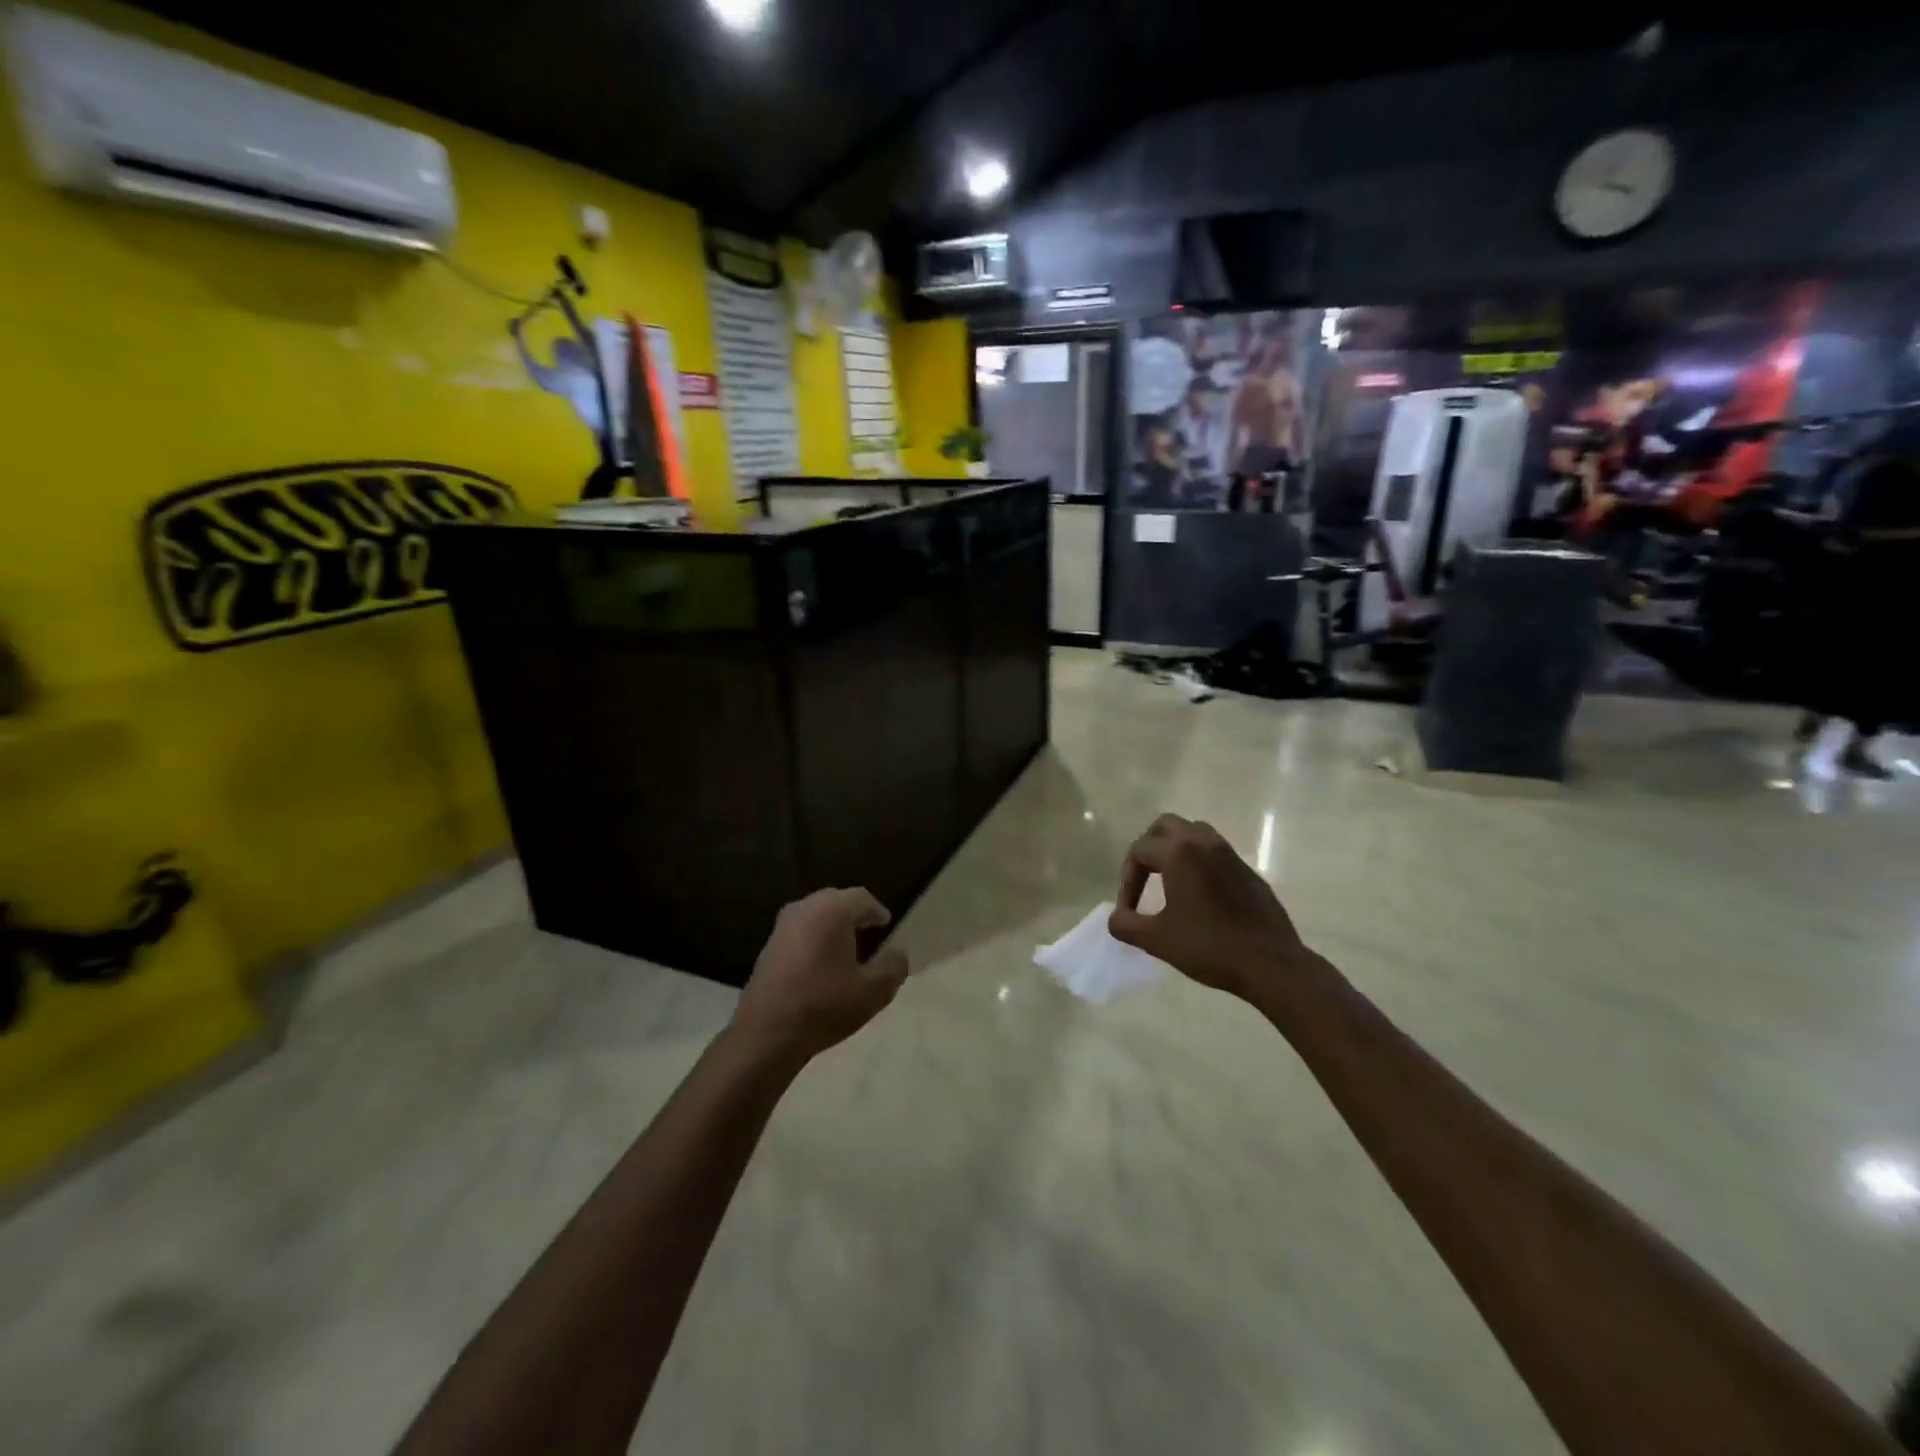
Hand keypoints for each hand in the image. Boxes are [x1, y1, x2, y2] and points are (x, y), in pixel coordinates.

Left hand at [730, 889, 907, 1061]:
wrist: (767, 1033)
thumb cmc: (825, 1005)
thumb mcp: (873, 991)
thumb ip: (893, 967)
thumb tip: (898, 954)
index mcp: (832, 910)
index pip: (861, 898)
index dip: (876, 911)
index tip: (886, 924)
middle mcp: (805, 909)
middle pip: (836, 901)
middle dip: (853, 913)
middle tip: (868, 930)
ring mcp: (782, 927)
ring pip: (814, 915)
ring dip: (831, 926)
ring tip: (846, 947)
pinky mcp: (768, 947)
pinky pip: (799, 931)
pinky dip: (813, 938)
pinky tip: (820, 962)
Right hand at [1109, 814, 1313, 998]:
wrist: (1270, 963)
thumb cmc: (1209, 946)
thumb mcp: (1156, 940)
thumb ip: (1126, 925)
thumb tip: (1116, 917)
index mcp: (1179, 853)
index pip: (1139, 851)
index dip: (1126, 880)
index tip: (1128, 912)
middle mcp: (1204, 843)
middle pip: (1166, 826)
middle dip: (1148, 847)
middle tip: (1143, 877)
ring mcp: (1230, 854)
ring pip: (1194, 833)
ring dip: (1175, 849)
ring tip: (1168, 880)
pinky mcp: (1248, 870)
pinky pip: (1215, 852)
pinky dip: (1198, 862)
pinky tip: (1198, 896)